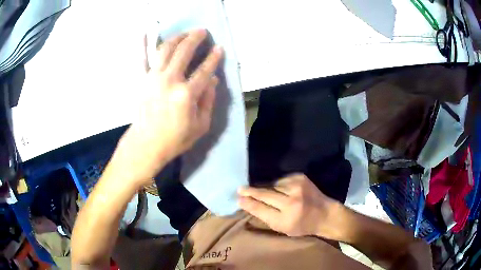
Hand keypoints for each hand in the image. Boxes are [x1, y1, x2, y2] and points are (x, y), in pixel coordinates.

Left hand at [113, 29, 222, 185]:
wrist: (146, 145)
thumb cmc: (175, 139)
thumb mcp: (200, 126)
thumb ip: (208, 101)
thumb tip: (213, 81)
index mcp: (186, 94)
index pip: (205, 70)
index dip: (214, 57)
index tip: (219, 48)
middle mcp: (170, 81)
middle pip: (184, 51)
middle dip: (195, 38)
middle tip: (202, 31)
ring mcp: (153, 78)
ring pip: (165, 49)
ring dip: (176, 37)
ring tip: (184, 33)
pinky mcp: (141, 81)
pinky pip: (140, 59)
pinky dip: (142, 45)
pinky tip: (143, 34)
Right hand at [238, 174, 342, 237]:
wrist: (325, 214)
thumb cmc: (302, 225)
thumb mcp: (283, 228)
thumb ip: (265, 217)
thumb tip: (247, 204)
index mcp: (286, 219)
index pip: (261, 209)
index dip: (248, 203)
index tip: (238, 198)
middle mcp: (292, 202)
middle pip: (264, 194)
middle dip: (251, 191)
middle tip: (240, 189)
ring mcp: (297, 187)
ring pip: (272, 185)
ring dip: (267, 189)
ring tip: (266, 193)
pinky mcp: (300, 177)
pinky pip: (281, 180)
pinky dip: (278, 185)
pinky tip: (281, 190)